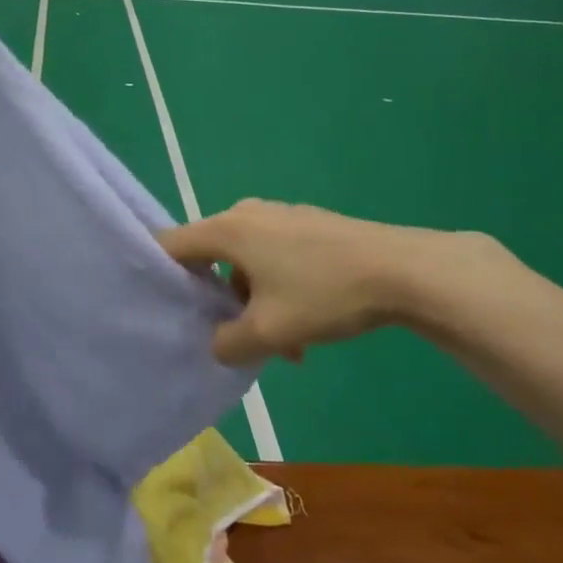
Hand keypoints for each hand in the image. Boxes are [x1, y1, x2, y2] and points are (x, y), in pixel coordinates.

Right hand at [159, 200, 511, 364]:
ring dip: (254, 303)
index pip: (171, 245)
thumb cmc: (324, 294)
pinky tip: (308, 327)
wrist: (402, 269)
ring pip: (247, 264)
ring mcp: (280, 217)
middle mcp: (247, 214)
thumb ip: (229, 343)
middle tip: (233, 337)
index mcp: (227, 230)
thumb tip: (218, 344)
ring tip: (285, 347)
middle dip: (219, 302)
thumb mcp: (269, 331)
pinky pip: (275, 258)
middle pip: (211, 258)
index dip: (159, 276)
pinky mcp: (308, 225)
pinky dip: (278, 290)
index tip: (163, 310)